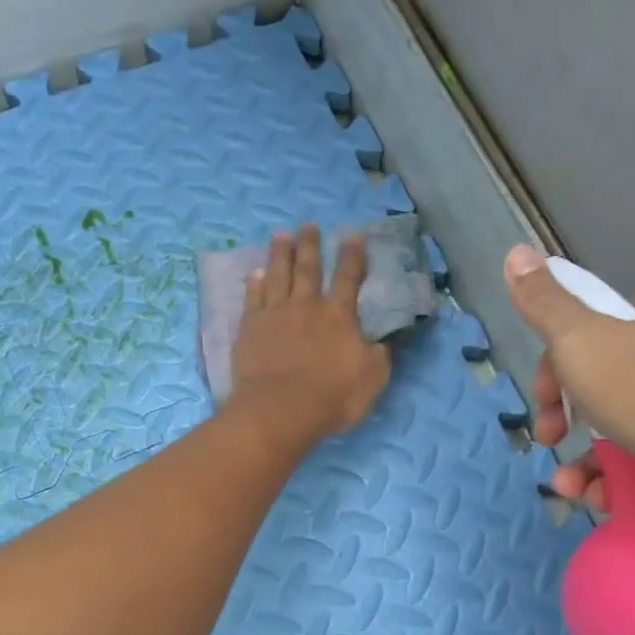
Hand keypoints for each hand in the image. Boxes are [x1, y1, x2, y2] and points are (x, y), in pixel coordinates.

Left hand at [229, 225, 391, 446]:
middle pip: (309, 269)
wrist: (281, 410)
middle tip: (309, 225)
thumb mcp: (372, 379)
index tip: (353, 235)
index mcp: (339, 316)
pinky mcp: (250, 328)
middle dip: (311, 245)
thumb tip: (385, 340)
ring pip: (278, 275)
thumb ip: (380, 355)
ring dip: (281, 254)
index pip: (349, 278)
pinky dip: (254, 283)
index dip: (353, 256)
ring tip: (282, 235)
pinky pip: (252, 298)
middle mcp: (307, 306)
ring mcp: (275, 314)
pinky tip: (255, 272)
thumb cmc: (332, 397)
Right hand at [503, 245, 634, 519]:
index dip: (552, 369)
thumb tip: (515, 252)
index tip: (542, 401)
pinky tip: (598, 498)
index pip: (585, 332)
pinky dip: (614, 479)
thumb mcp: (580, 339)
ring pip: (618, 427)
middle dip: (563, 418)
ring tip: (568, 489)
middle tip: (549, 441)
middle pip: (598, 382)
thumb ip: (543, 304)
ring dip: (582, 460)